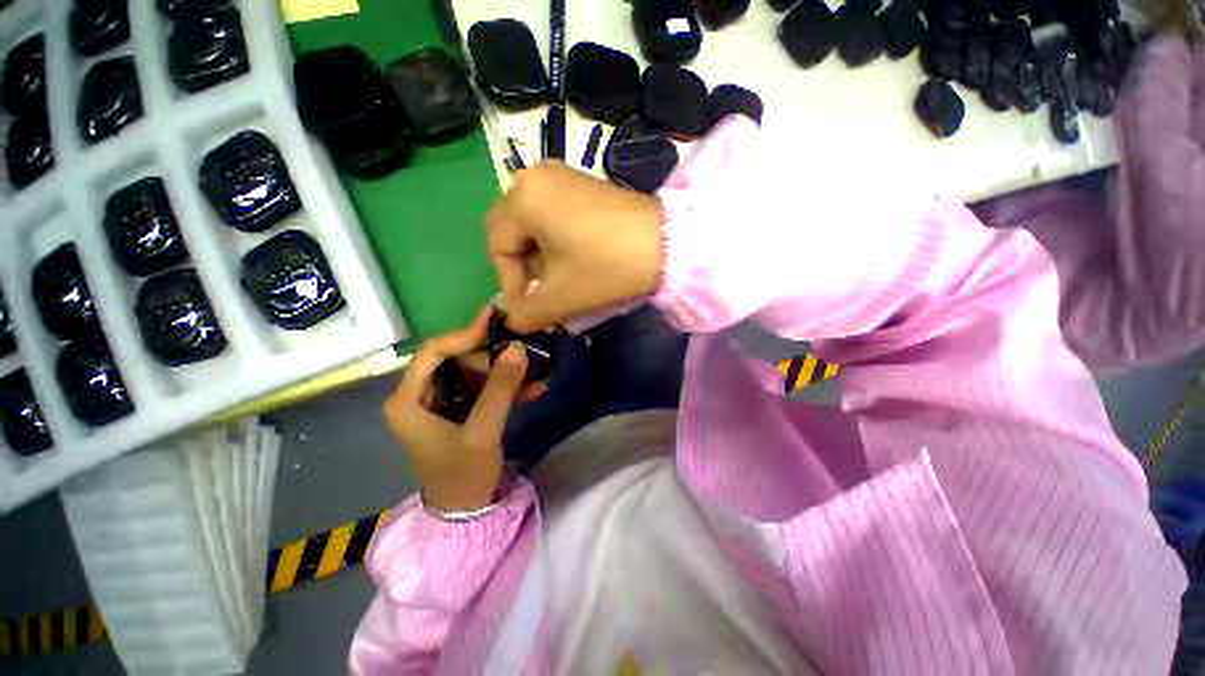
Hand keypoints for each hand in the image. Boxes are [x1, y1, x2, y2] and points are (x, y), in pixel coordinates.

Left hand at [383, 308, 527, 511]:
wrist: (464, 512)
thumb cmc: (463, 475)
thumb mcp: (483, 432)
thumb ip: (500, 389)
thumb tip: (518, 347)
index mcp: (409, 399)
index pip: (434, 351)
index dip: (466, 334)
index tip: (498, 325)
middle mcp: (420, 394)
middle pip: (456, 358)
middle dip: (493, 356)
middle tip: (524, 352)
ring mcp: (440, 401)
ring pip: (473, 371)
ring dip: (505, 371)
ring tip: (536, 370)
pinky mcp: (459, 408)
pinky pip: (482, 387)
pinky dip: (506, 386)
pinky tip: (533, 387)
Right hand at [486, 162, 663, 332]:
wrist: (668, 243)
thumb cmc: (607, 266)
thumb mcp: (561, 296)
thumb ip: (526, 313)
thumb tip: (514, 319)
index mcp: (522, 197)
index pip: (498, 247)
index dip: (510, 282)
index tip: (530, 306)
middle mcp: (535, 176)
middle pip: (513, 232)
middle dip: (524, 268)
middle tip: (542, 292)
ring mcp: (562, 175)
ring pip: (533, 223)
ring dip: (540, 256)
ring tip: (560, 279)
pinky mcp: (583, 184)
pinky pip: (553, 213)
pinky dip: (556, 240)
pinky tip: (575, 258)